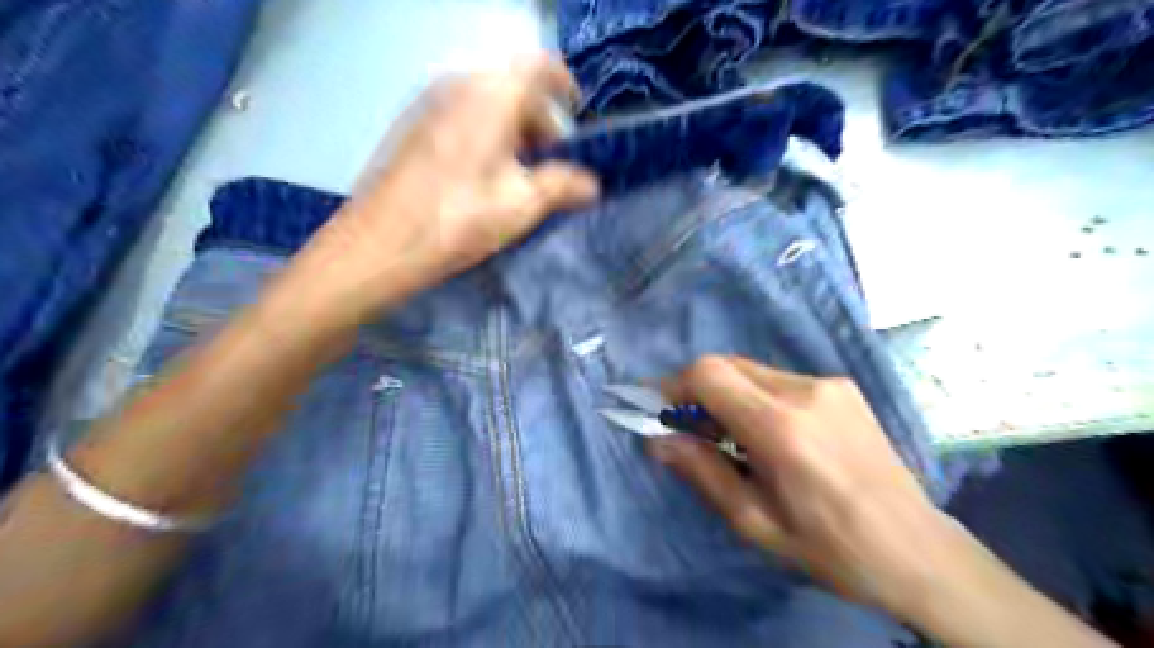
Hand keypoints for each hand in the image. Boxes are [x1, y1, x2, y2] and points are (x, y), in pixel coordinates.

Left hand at [287, 54, 599, 325]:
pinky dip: (486, 134)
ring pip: (487, 102)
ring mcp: (430, 103)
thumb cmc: (458, 220)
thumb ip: (564, 186)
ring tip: (520, 175)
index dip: (565, 87)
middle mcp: (458, 85)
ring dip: (513, 130)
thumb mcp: (522, 206)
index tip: (576, 119)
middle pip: (513, 86)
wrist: (379, 244)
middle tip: (551, 162)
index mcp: (490, 95)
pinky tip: (484, 177)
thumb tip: (592, 184)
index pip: (540, 66)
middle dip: (540, 120)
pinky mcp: (414, 126)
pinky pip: (463, 115)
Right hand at [649, 357, 1108, 645]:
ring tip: (733, 436)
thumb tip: (658, 441)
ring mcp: (829, 384)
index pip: (709, 374)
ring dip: (729, 393)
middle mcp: (805, 391)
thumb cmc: (831, 548)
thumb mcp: (756, 523)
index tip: (660, 410)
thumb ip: (703, 473)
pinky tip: (770, 433)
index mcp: (781, 428)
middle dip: (698, 389)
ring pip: (752, 370)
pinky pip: (779, 379)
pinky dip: (757, 395)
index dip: (674, 385)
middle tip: (691, 428)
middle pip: (727, 364)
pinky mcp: (843, 386)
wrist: (917, 549)